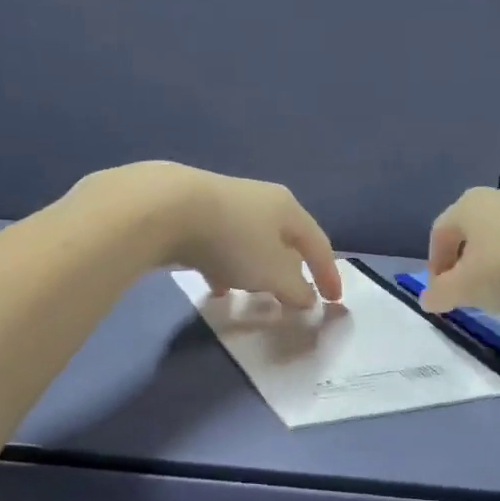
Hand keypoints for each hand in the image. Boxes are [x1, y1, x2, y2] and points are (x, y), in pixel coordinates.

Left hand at [75, 162, 341, 308]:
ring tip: (253, 296)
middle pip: (285, 240)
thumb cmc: (234, 240)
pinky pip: (221, 245)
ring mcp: (225, 203)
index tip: (333, 301)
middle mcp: (261, 200)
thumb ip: (295, 289)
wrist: (165, 207)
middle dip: (290, 270)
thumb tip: (307, 298)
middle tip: (293, 296)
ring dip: (256, 270)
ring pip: (251, 243)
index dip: (328, 274)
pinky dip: (226, 266)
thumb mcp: (273, 273)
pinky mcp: (194, 212)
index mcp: (288, 209)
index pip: (319, 244)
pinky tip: (216, 286)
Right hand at [420, 186, 499, 314]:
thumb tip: (427, 298)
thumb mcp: (467, 289)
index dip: (435, 265)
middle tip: (470, 293)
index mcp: (467, 206)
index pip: (439, 234)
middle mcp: (498, 197)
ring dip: (497, 263)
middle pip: (471, 233)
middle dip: (466, 264)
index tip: (442, 294)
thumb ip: (441, 294)